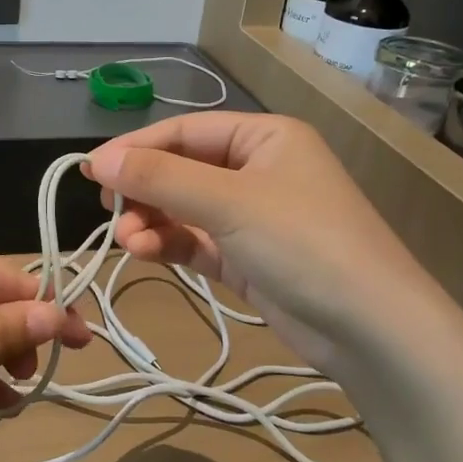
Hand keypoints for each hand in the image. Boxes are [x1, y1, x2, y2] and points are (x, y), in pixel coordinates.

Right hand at [83, 113, 444, 371]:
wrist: (371, 330)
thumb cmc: (303, 242)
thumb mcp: (228, 203)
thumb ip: (159, 179)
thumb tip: (96, 159)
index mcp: (264, 137)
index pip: (185, 131)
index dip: (136, 148)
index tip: (91, 170)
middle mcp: (258, 169)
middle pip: (182, 170)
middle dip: (144, 191)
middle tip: (107, 210)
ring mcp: (253, 216)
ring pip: (185, 209)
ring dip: (152, 221)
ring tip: (127, 240)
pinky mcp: (248, 258)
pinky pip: (196, 241)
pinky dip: (169, 244)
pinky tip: (144, 251)